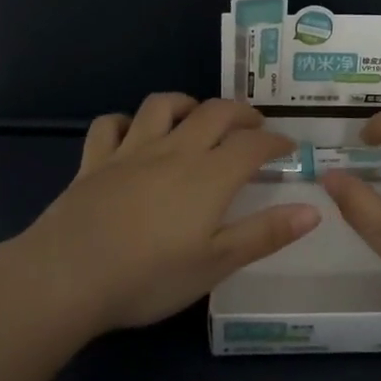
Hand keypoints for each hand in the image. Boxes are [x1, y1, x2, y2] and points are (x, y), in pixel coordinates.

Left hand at [15, 93, 319, 332]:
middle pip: (214, 112)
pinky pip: (110, 125)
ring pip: (162, 106)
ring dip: (186, 104)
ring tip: (196, 118)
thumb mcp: (216, 264)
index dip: (276, 142)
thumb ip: (265, 233)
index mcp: (209, 175)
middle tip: (253, 127)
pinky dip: (126, 122)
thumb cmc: (149, 277)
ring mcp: (130, 151)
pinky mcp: (94, 161)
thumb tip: (313, 209)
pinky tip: (132, 135)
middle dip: (240, 113)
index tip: (289, 149)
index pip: (252, 145)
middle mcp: (174, 151)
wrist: (67, 276)